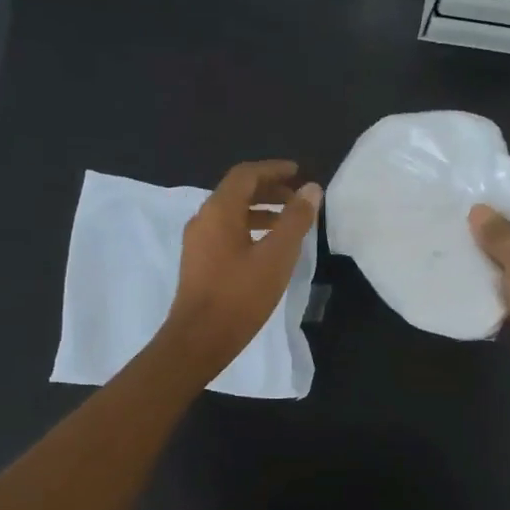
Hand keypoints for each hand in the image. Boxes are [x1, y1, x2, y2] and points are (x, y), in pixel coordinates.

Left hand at [163, 160, 321, 375]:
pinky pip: (226, 231)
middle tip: (298, 198)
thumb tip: (311, 189)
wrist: (199, 339)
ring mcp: (197, 241)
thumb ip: (296, 220)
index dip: (273, 170)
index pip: (246, 174)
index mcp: (219, 211)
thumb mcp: (277, 256)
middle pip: (237, 191)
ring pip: (231, 213)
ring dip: (260, 210)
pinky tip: (267, 247)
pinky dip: (249, 228)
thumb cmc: (240, 295)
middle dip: (269, 189)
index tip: (298, 172)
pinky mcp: (198, 261)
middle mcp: (203, 218)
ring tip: (289, 222)